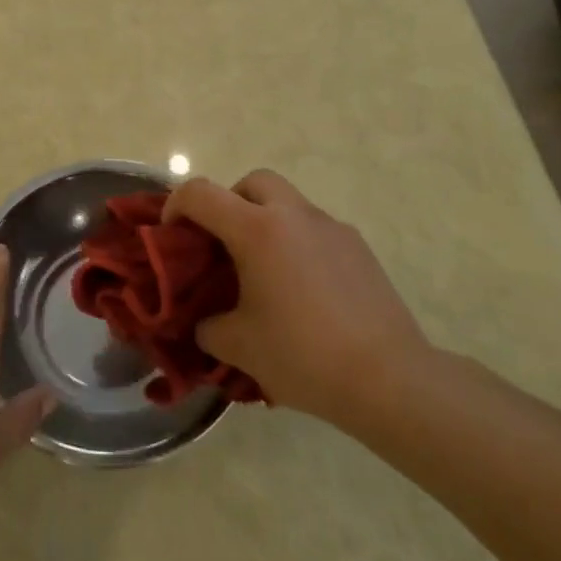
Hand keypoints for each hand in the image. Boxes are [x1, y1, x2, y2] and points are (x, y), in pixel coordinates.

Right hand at [164, 171, 435, 428]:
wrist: (388, 378)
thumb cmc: (303, 355)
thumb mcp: (238, 346)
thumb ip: (208, 326)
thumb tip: (205, 321)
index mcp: (257, 230)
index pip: (200, 193)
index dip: (176, 206)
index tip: (172, 235)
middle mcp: (294, 215)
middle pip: (253, 182)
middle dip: (230, 202)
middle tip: (224, 244)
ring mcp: (331, 227)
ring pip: (288, 203)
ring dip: (267, 222)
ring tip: (265, 273)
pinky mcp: (358, 247)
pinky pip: (316, 230)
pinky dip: (298, 244)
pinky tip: (304, 291)